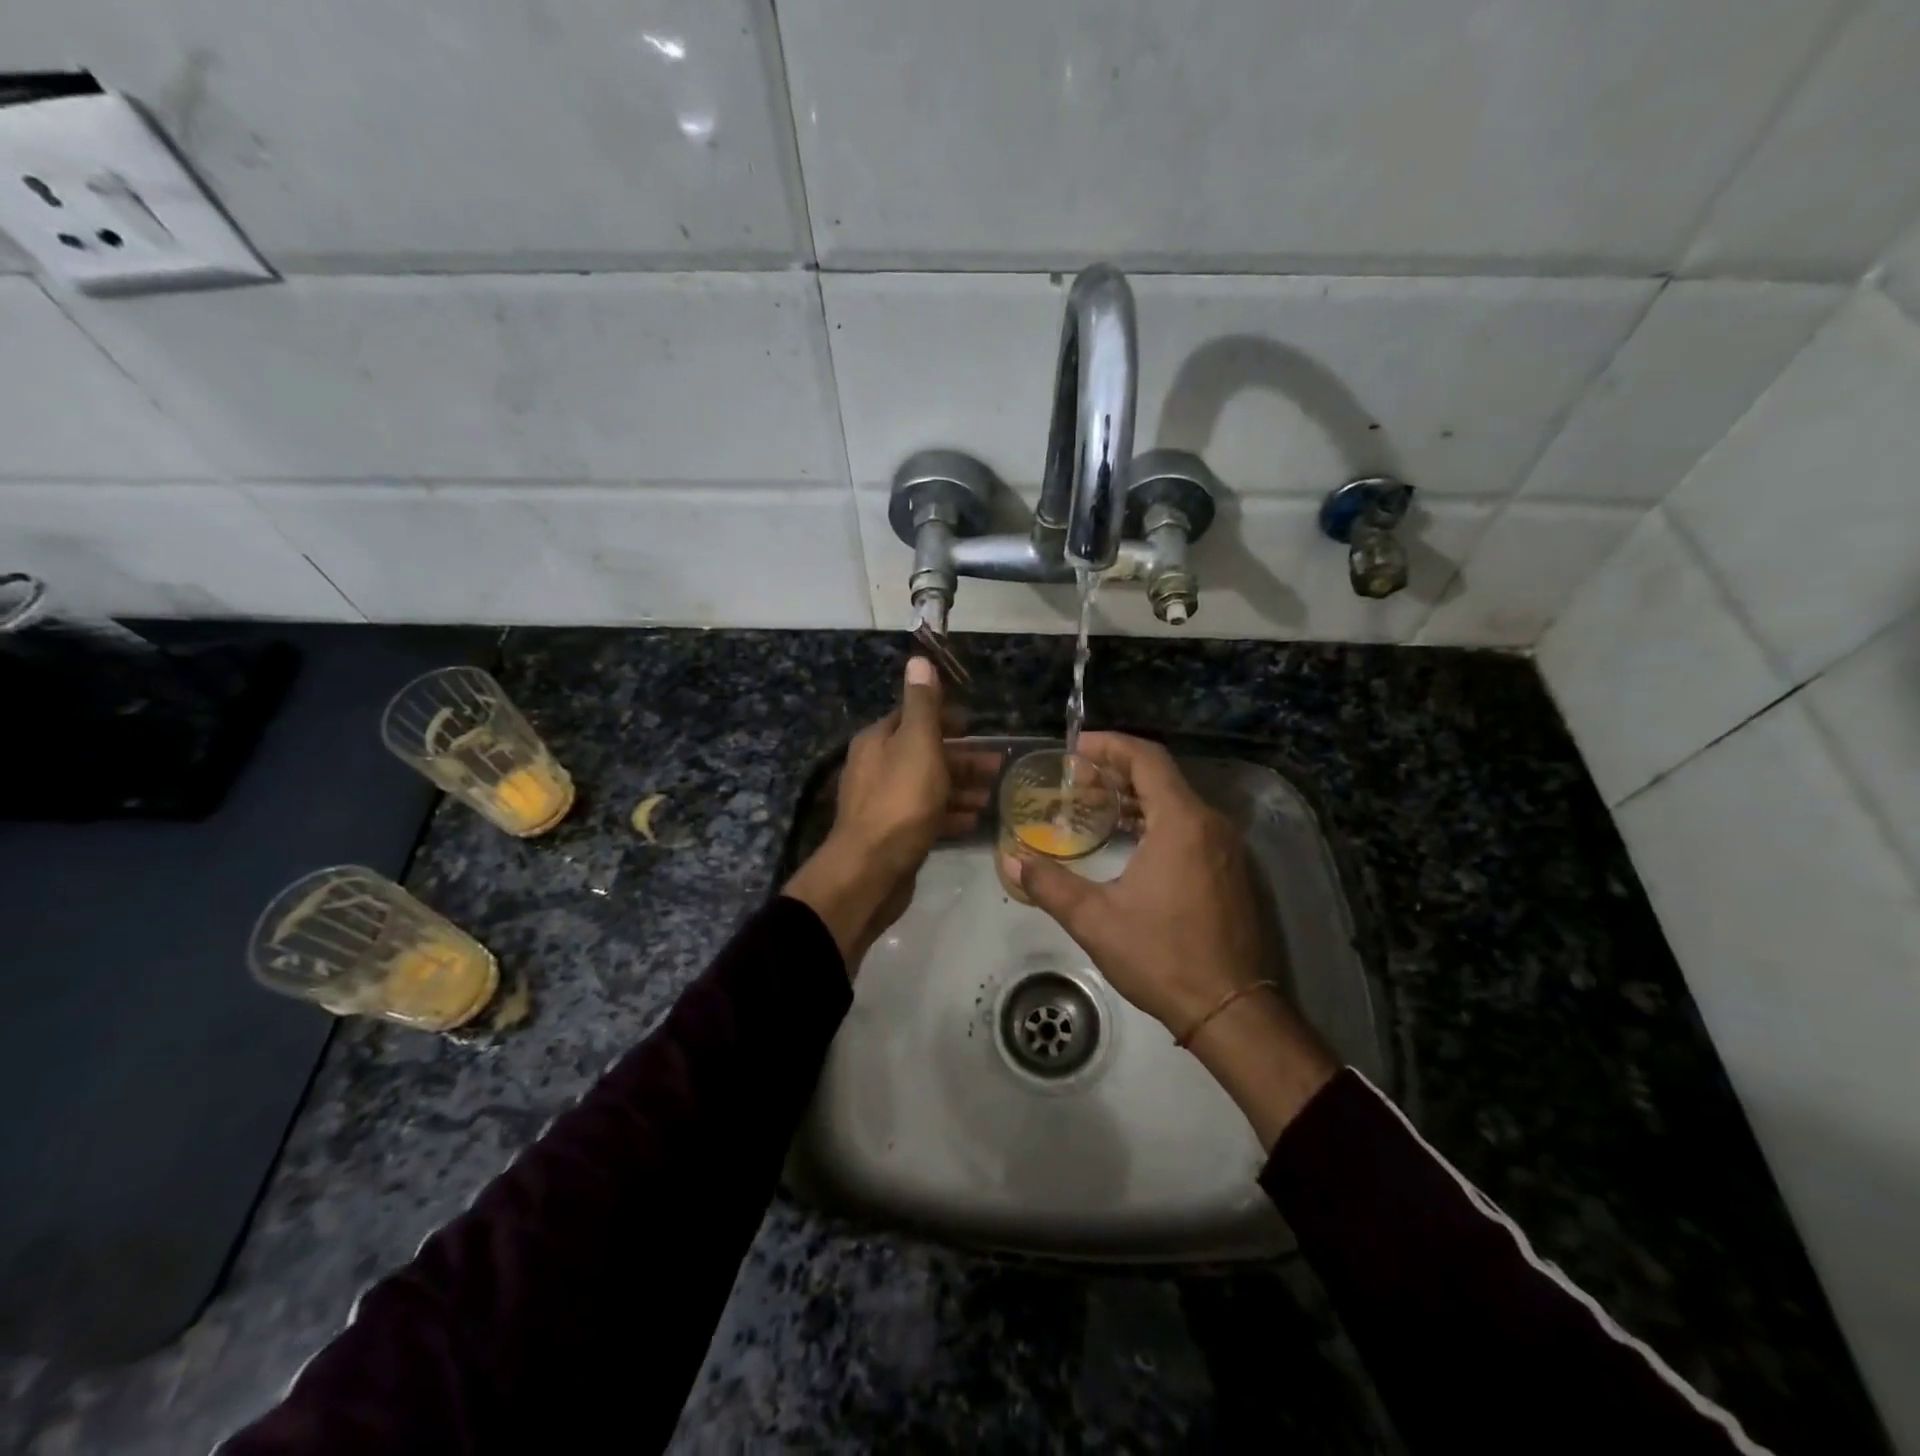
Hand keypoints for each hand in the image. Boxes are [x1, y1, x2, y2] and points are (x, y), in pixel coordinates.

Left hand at [784, 658, 990, 971]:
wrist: (871, 871)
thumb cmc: (900, 800)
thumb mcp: (916, 743)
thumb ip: (922, 704)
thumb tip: (919, 659)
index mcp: (879, 741)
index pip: (914, 717)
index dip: (946, 718)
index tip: (977, 726)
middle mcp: (877, 767)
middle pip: (925, 753)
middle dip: (962, 756)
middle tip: (999, 764)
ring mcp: (885, 803)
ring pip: (929, 786)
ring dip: (961, 786)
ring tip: (994, 793)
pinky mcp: (895, 834)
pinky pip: (927, 815)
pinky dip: (950, 813)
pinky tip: (975, 819)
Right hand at [1003, 732, 1335, 1147]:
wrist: (1230, 1009)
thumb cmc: (1162, 957)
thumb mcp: (1096, 920)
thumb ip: (1051, 885)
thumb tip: (1012, 862)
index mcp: (1182, 823)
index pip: (1147, 759)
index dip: (1109, 746)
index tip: (1075, 748)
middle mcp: (1210, 824)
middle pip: (1162, 776)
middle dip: (1117, 771)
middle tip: (1075, 778)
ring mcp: (1226, 847)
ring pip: (1178, 801)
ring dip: (1136, 796)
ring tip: (1094, 803)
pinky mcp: (1230, 869)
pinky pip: (1191, 825)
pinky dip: (1156, 818)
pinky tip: (1129, 838)